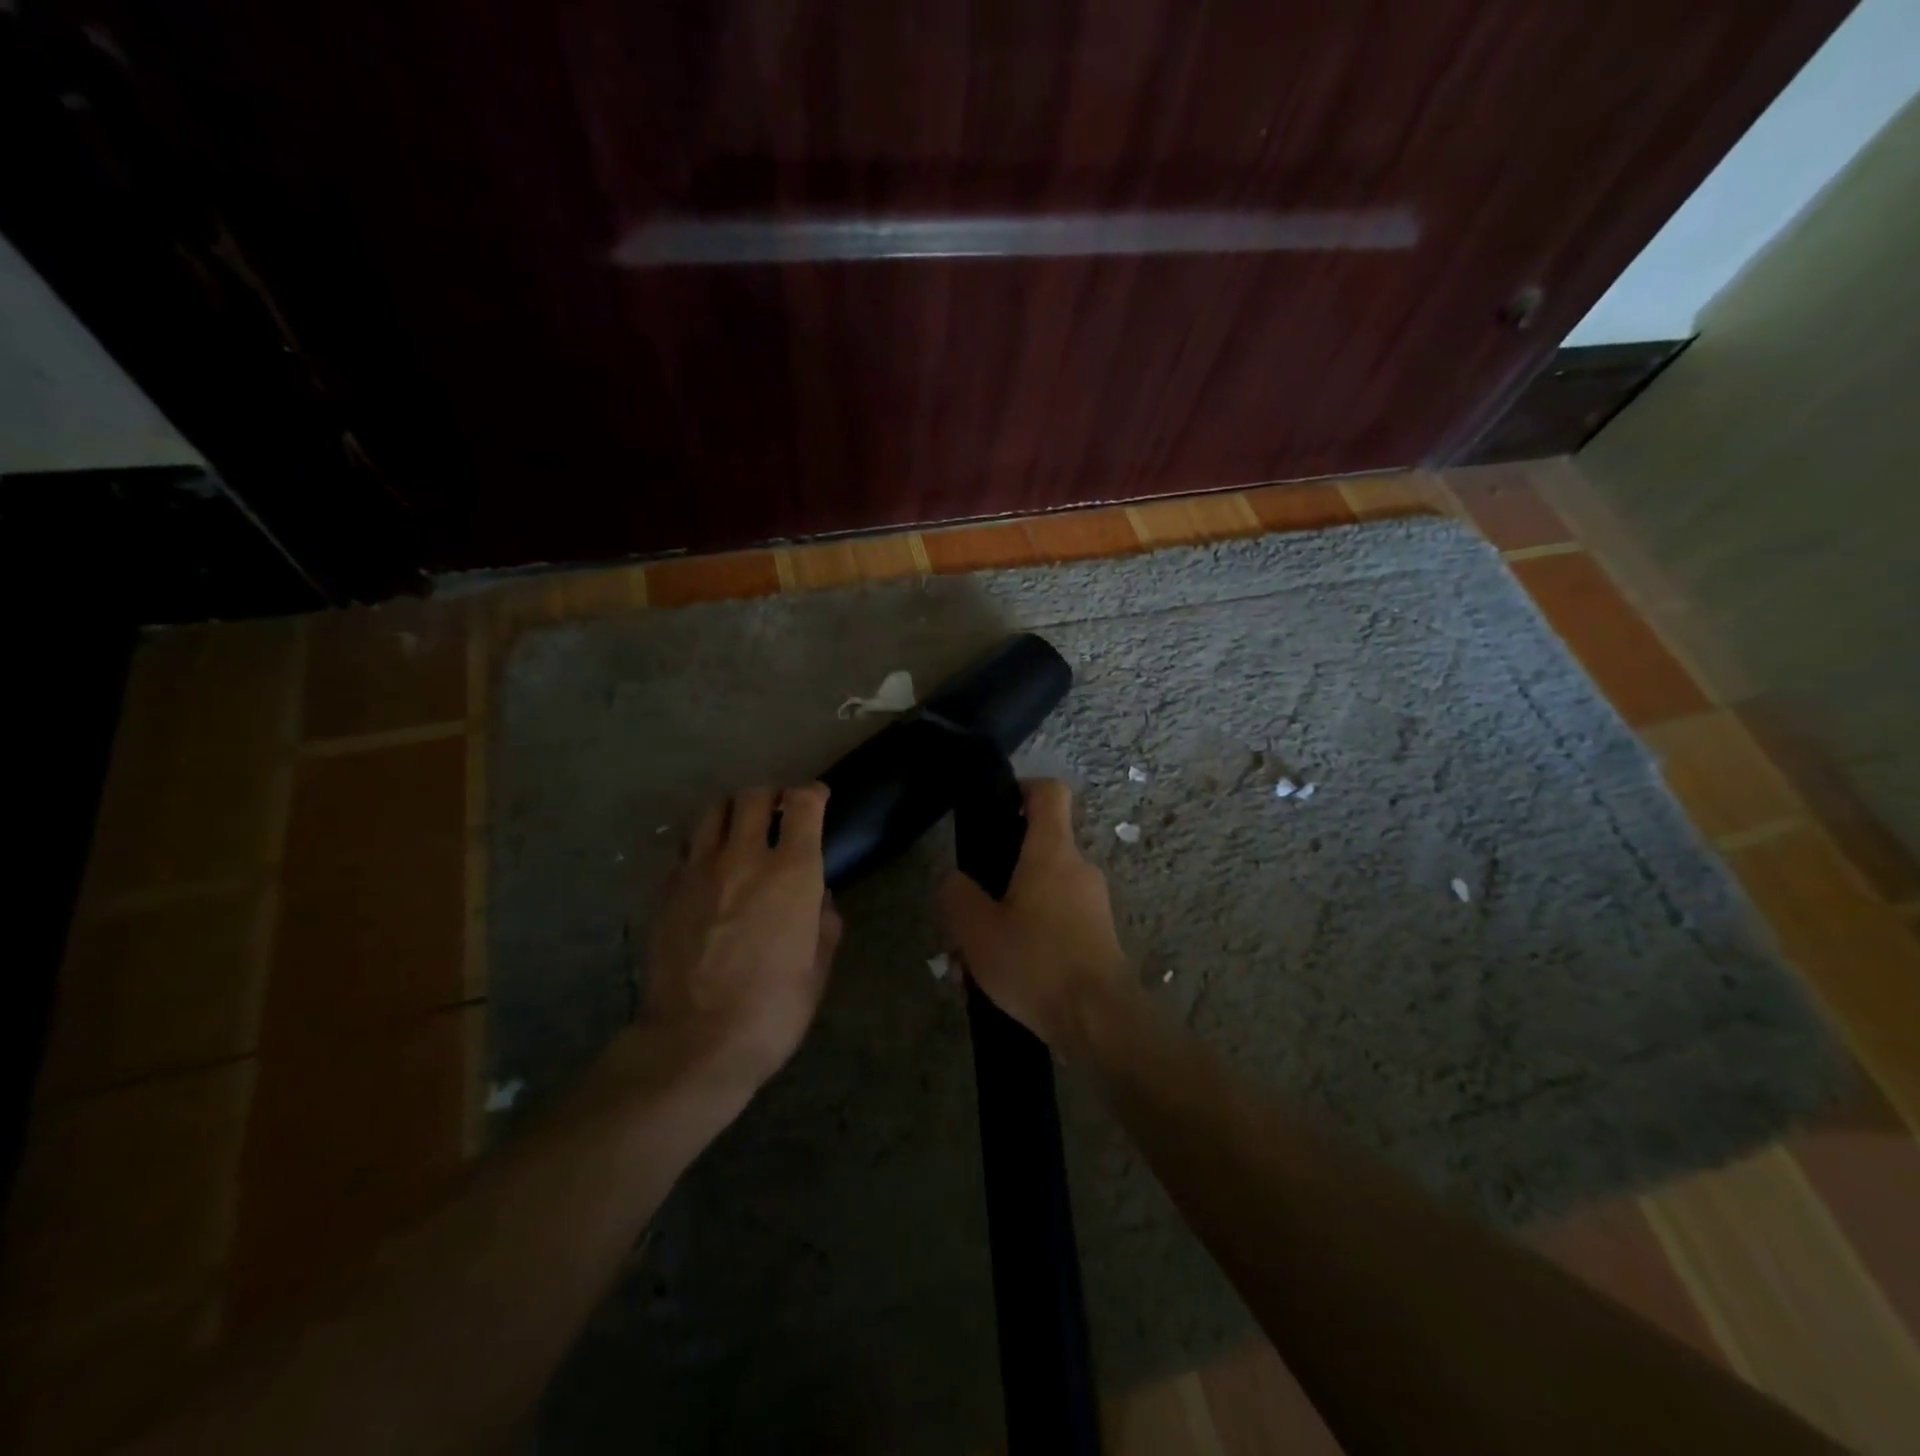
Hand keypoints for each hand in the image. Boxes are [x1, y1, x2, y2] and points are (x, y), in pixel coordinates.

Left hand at [644, 784, 841, 1088]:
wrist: (695, 1043)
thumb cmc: (772, 1010)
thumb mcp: (817, 971)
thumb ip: (824, 925)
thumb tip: (820, 901)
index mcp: (792, 873)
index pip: (803, 804)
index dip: (813, 793)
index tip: (818, 799)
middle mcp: (745, 857)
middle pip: (754, 796)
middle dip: (771, 796)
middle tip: (778, 813)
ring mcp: (700, 871)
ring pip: (714, 812)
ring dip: (733, 813)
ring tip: (740, 832)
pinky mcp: (667, 890)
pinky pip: (685, 848)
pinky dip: (701, 846)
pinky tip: (707, 867)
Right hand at [937, 779, 1131, 1051]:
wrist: (1100, 1020)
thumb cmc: (1036, 963)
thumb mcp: (977, 931)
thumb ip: (957, 896)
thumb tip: (955, 880)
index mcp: (1052, 851)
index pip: (1049, 792)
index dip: (1022, 789)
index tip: (996, 808)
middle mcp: (1078, 867)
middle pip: (1037, 847)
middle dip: (998, 873)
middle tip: (968, 909)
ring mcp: (1093, 902)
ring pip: (1041, 891)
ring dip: (1008, 913)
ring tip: (976, 958)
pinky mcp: (1098, 934)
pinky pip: (1056, 920)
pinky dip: (1029, 935)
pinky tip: (1004, 976)